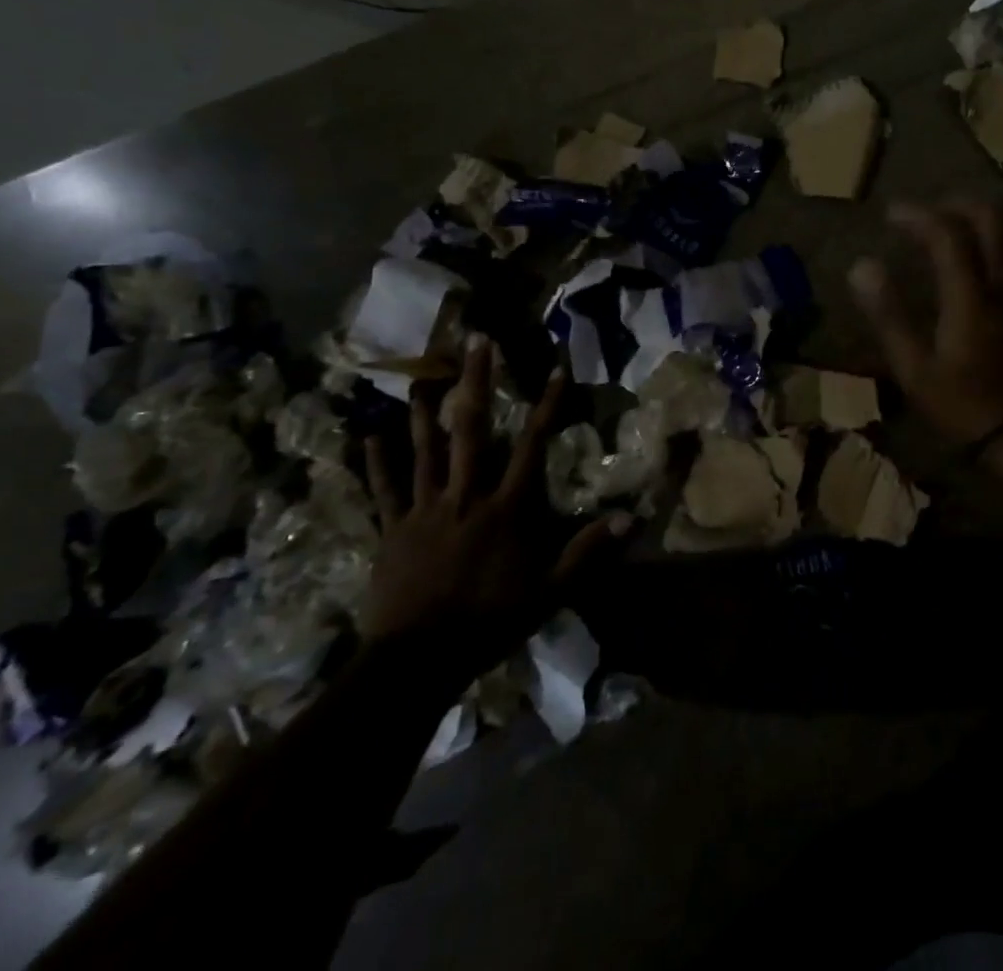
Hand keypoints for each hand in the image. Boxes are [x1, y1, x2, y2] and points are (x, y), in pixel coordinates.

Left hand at [360, 336, 628, 672]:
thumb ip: (587, 551)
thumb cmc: (489, 623)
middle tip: (476, 342)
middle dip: (477, 382)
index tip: (555, 368)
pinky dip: (377, 462)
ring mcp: (425, 509)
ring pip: (425, 450)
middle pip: (472, 429)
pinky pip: (384, 489)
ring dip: (426, 411)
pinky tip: (370, 435)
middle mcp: (466, 496)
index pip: (533, 445)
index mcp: (505, 508)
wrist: (417, 661)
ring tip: (424, 376)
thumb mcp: (549, 592)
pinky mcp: (393, 529)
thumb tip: (632, 518)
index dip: (547, 405)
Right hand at [848, 200, 1002, 447]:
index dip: (917, 214)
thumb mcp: (915, 369)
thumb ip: (889, 313)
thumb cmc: (967, 405)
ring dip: (993, 217)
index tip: (892, 214)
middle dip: (957, 204)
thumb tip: (861, 266)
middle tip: (932, 214)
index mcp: (970, 293)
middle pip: (990, 217)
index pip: (945, 232)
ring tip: (970, 226)